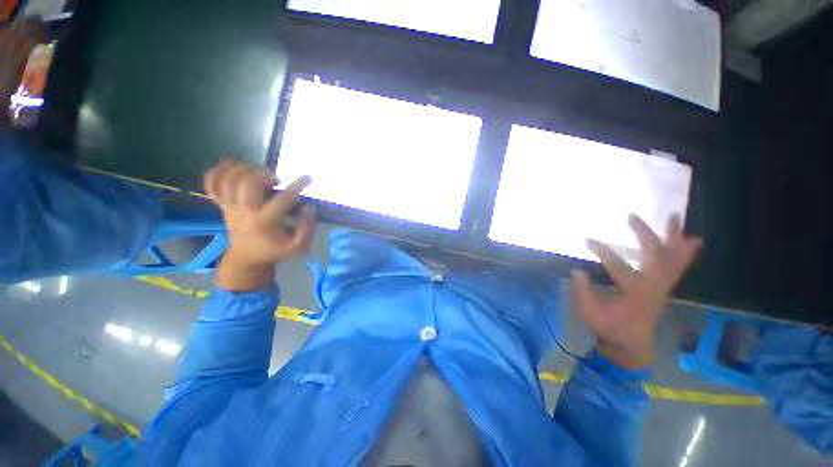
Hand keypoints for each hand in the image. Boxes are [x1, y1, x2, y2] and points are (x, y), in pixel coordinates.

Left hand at [204, 159, 314, 290]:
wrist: (246, 258)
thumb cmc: (274, 251)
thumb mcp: (297, 247)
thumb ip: (307, 228)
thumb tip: (309, 208)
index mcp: (264, 222)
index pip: (283, 199)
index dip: (298, 185)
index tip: (308, 178)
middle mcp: (244, 212)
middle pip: (248, 182)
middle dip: (264, 175)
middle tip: (275, 180)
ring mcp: (230, 208)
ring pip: (229, 180)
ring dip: (245, 170)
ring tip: (258, 174)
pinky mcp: (222, 206)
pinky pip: (212, 185)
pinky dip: (217, 172)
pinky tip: (230, 166)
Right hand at [570, 215, 701, 368]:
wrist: (631, 344)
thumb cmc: (609, 328)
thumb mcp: (590, 313)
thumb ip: (583, 292)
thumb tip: (576, 271)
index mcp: (634, 294)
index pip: (620, 267)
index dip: (603, 252)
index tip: (587, 240)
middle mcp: (654, 288)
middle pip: (655, 257)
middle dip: (645, 235)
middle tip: (632, 217)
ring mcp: (662, 287)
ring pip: (672, 259)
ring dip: (673, 238)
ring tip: (673, 217)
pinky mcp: (663, 288)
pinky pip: (678, 268)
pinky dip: (686, 253)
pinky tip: (692, 240)